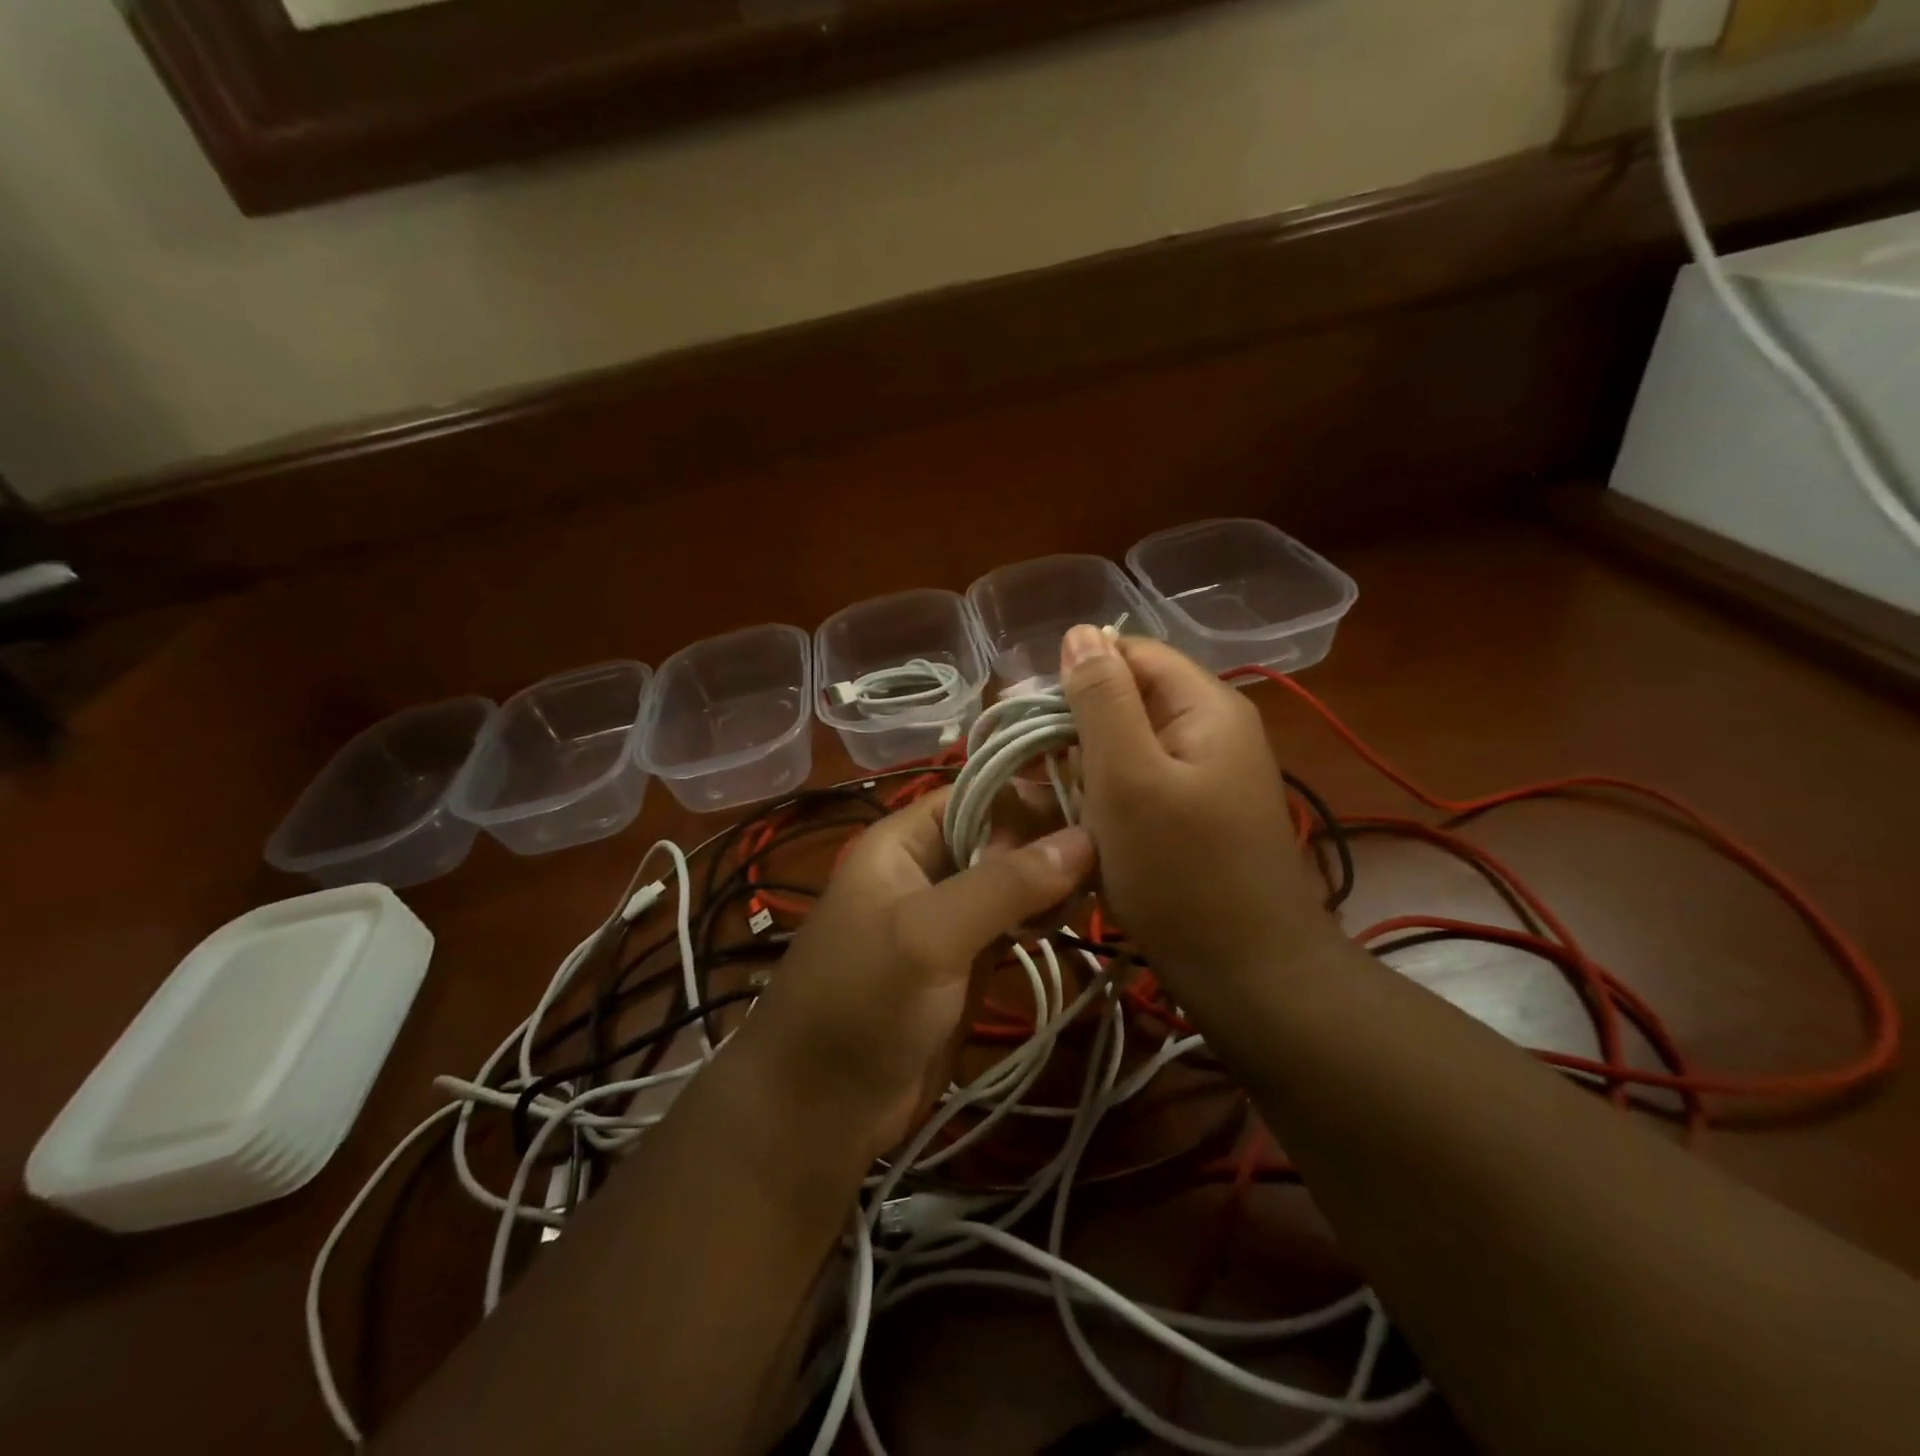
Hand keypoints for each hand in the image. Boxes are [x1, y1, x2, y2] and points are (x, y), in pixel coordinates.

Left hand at [740, 789, 1093, 1162]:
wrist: (820, 1109)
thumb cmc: (863, 1001)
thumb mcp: (930, 933)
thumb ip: (1005, 885)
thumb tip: (1086, 838)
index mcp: (903, 840)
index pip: (978, 793)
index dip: (1033, 795)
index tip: (1097, 807)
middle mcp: (927, 867)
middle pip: (1000, 835)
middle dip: (1051, 841)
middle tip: (1114, 854)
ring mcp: (948, 916)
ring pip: (1011, 880)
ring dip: (1053, 882)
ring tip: (1107, 884)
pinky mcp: (965, 960)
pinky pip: (1012, 922)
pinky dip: (1042, 918)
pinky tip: (1076, 920)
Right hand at [1060, 626, 1331, 1013]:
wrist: (1250, 975)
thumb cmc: (1182, 873)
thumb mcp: (1129, 778)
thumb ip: (1102, 700)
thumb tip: (1080, 632)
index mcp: (1205, 705)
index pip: (1129, 653)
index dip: (1076, 676)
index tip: (1030, 723)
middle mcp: (1211, 728)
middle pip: (1128, 699)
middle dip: (1076, 729)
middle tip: (1033, 774)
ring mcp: (1206, 774)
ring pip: (1128, 745)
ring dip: (1087, 768)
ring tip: (1055, 805)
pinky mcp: (1195, 812)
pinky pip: (1140, 783)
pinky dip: (1107, 798)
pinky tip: (1086, 829)